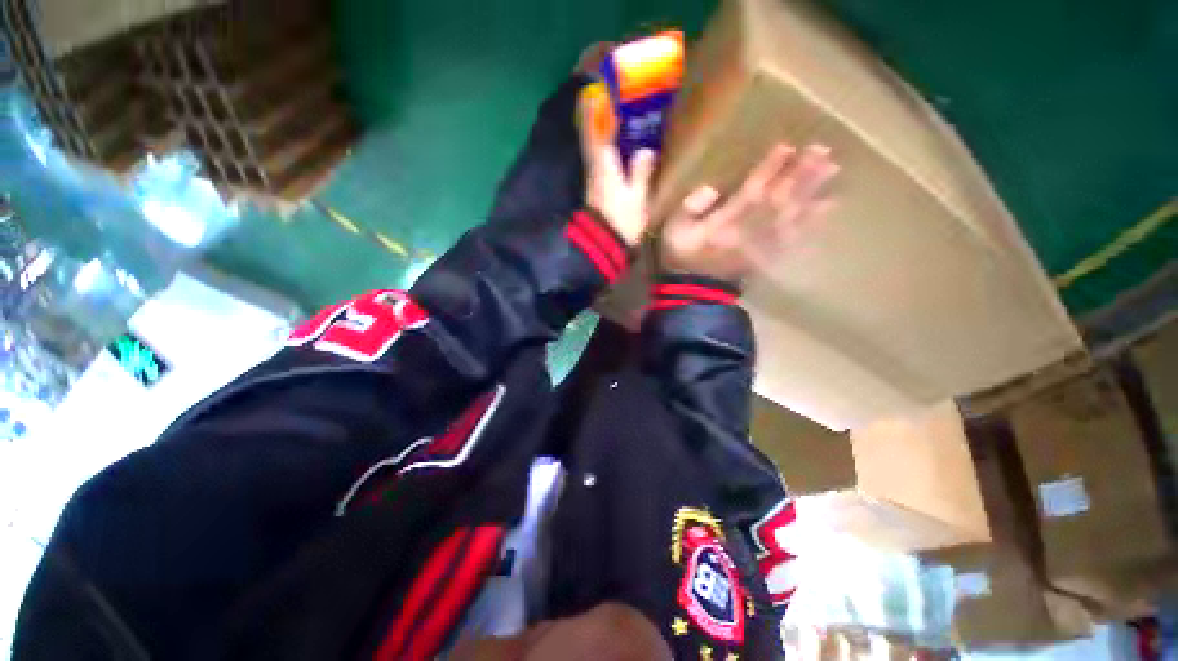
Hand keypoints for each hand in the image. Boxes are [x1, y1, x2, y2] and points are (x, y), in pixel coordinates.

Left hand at [577, 88, 656, 245]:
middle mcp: (594, 165)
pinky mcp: (599, 185)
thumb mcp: (637, 198)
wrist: (604, 245)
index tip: (599, 83)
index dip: (593, 105)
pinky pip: (603, 156)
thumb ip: (641, 173)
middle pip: (592, 131)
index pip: (593, 128)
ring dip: (605, 125)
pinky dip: (610, 143)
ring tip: (623, 110)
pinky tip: (625, 142)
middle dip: (600, 110)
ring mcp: (595, 175)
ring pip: (597, 143)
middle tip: (617, 92)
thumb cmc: (621, 222)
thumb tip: (646, 151)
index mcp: (602, 164)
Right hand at [659, 143, 838, 282]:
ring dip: (813, 191)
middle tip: (823, 149)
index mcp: (725, 224)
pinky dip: (813, 221)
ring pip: (792, 214)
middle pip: (779, 199)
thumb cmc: (683, 258)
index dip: (769, 169)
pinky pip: (795, 237)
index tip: (787, 146)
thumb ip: (689, 208)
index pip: (751, 191)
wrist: (694, 292)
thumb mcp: (674, 231)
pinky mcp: (768, 255)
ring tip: (833, 168)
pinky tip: (829, 205)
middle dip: (800, 173)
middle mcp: (750, 230)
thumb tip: (712, 188)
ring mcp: (762, 244)